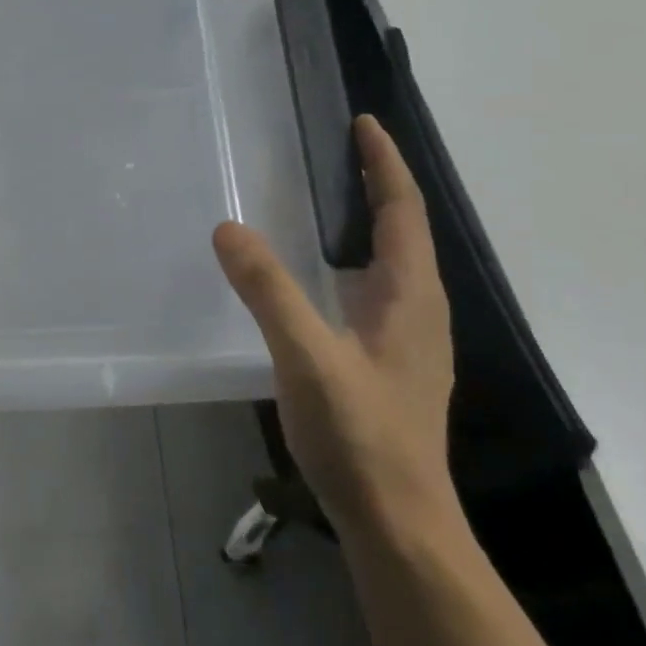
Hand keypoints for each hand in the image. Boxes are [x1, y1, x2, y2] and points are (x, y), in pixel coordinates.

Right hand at [213, 115, 456, 540]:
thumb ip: (269, 291)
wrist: (398, 522)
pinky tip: (319, 279)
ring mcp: (406, 341)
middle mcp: (417, 311)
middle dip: (376, 187)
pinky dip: (351, 262)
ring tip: (328, 202)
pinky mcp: (387, 365)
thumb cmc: (361, 435)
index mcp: (409, 297)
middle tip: (337, 153)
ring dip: (367, 224)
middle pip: (402, 232)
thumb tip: (229, 228)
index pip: (402, 212)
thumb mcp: (308, 357)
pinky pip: (373, 292)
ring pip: (389, 265)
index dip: (384, 165)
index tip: (364, 123)